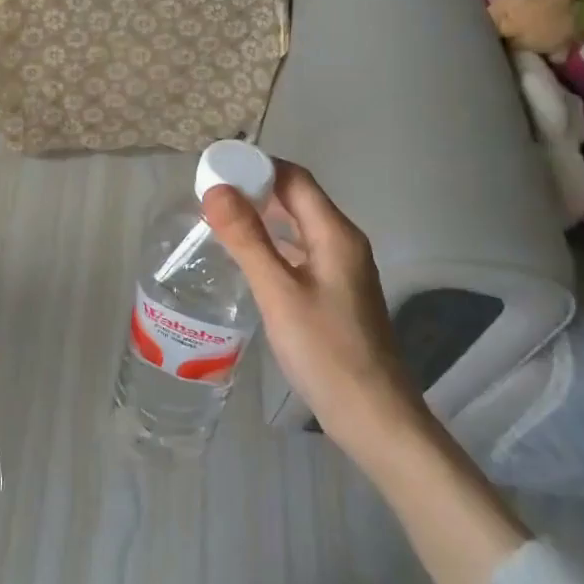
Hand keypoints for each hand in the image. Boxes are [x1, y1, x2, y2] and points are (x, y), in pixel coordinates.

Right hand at [201, 162, 426, 457]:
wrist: (374, 416)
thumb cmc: (326, 352)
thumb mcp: (279, 293)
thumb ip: (247, 239)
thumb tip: (215, 190)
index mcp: (335, 234)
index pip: (295, 179)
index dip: (257, 167)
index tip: (215, 169)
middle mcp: (342, 243)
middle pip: (298, 198)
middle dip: (256, 189)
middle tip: (209, 194)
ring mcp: (342, 270)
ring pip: (298, 226)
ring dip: (263, 216)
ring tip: (220, 220)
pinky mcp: (335, 294)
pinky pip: (299, 252)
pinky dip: (272, 244)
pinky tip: (248, 259)